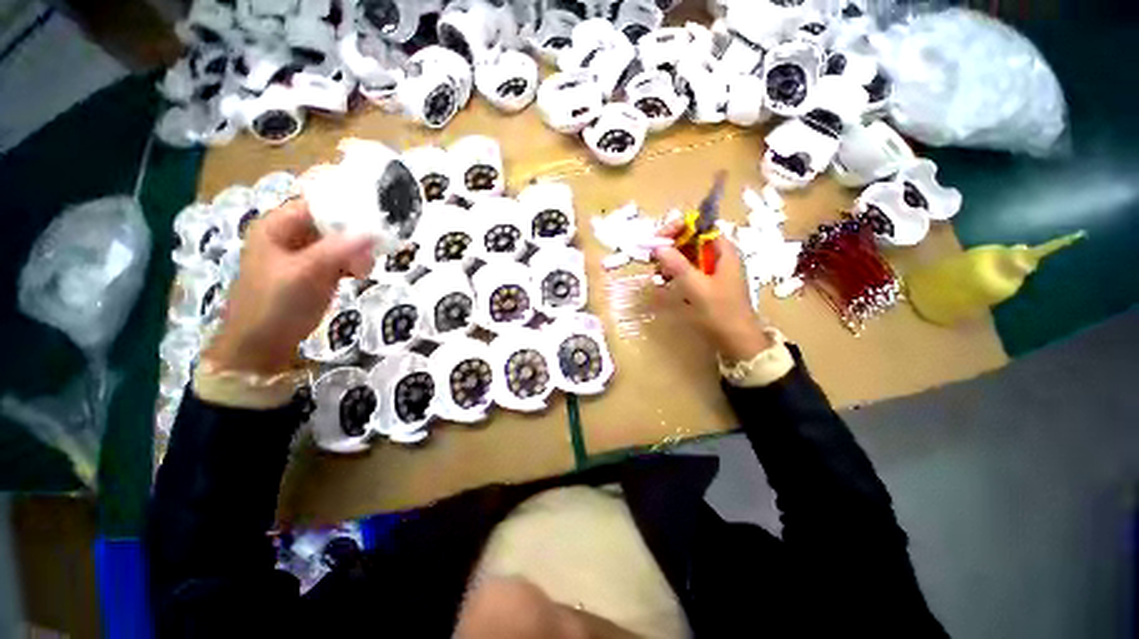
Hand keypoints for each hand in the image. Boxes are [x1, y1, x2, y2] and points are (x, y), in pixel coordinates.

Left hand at [204, 199, 375, 374]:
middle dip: (356, 234)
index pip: (317, 204)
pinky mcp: (316, 272)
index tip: (378, 216)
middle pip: (332, 223)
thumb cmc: (274, 303)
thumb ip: (339, 250)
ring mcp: (304, 255)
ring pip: (340, 242)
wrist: (261, 345)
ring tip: (365, 268)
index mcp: (278, 226)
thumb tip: (374, 231)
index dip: (346, 206)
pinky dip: (354, 263)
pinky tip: (361, 274)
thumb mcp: (305, 273)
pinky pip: (341, 258)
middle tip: (375, 249)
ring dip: (357, 251)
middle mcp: (291, 235)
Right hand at [653, 220, 773, 361]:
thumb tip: (658, 247)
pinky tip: (664, 281)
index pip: (700, 226)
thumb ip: (678, 265)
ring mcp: (713, 270)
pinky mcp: (708, 283)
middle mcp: (719, 256)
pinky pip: (689, 270)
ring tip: (657, 273)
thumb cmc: (720, 312)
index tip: (659, 239)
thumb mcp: (697, 287)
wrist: (737, 340)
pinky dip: (676, 273)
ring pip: (688, 256)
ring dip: (671, 261)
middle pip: (692, 240)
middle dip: (671, 246)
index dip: (679, 228)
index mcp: (723, 251)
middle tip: (653, 258)